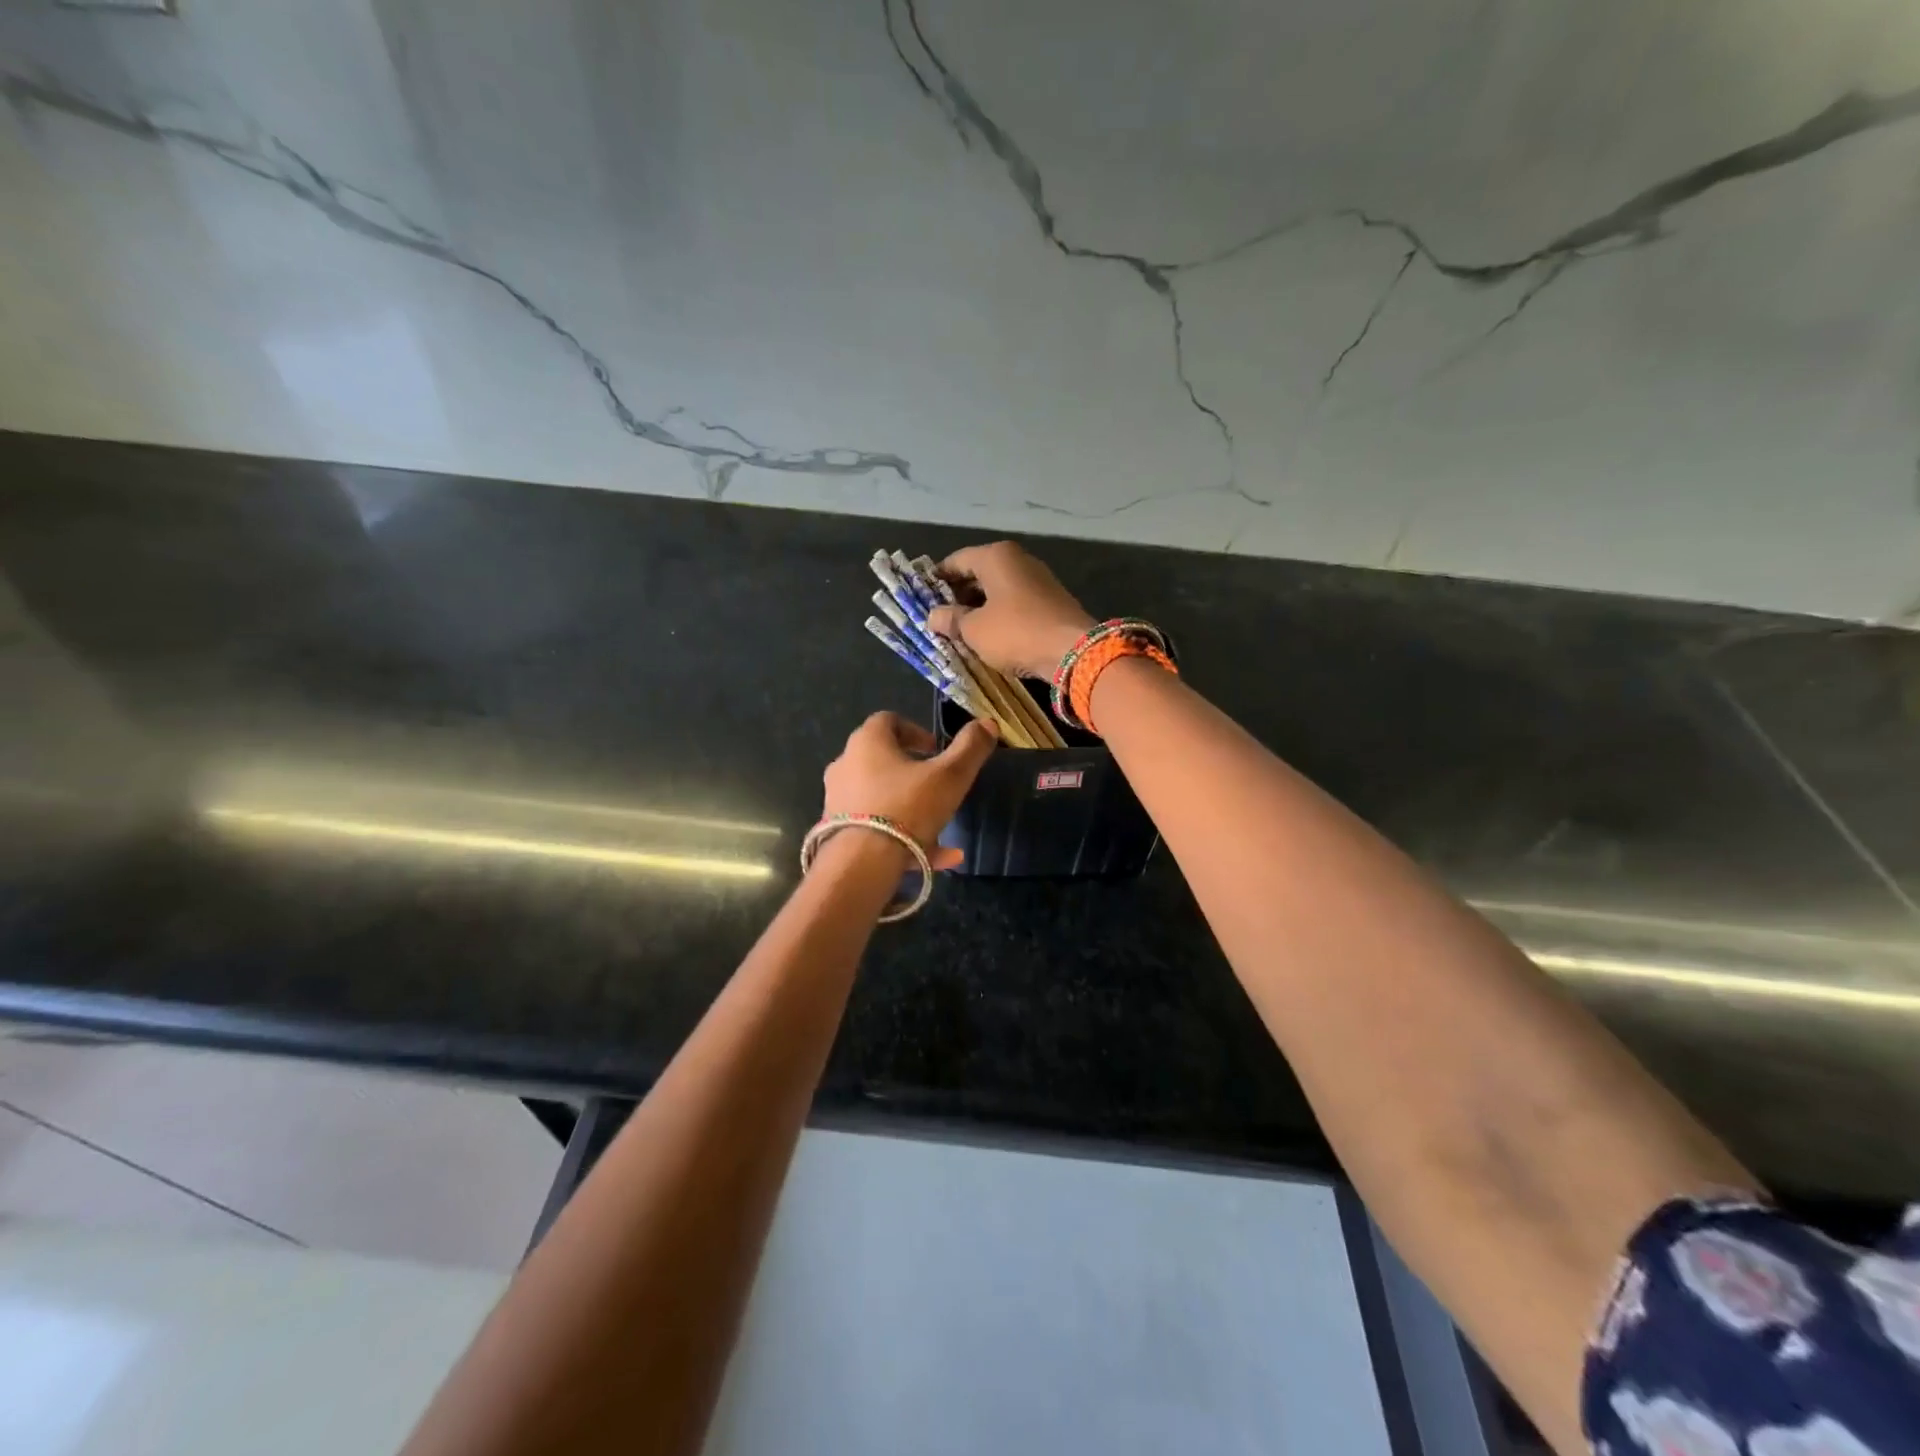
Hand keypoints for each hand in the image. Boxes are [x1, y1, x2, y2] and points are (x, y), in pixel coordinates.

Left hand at [821, 711, 999, 868]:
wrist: (861, 863)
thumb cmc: (908, 807)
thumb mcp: (950, 776)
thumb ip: (970, 748)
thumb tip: (988, 723)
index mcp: (867, 742)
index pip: (888, 721)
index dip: (915, 731)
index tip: (936, 749)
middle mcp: (845, 765)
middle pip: (881, 758)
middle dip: (911, 770)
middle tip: (936, 783)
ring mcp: (837, 800)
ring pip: (880, 797)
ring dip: (909, 805)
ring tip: (940, 825)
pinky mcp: (837, 832)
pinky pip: (875, 827)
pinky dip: (903, 836)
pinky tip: (938, 857)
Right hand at [926, 542, 1094, 679]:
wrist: (1074, 651)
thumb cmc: (1016, 632)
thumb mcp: (974, 630)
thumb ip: (950, 620)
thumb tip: (933, 616)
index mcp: (996, 556)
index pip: (956, 561)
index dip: (937, 579)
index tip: (923, 598)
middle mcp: (1018, 560)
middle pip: (978, 573)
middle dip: (958, 595)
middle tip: (941, 618)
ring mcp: (1038, 579)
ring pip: (998, 589)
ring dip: (979, 607)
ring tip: (962, 630)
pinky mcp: (1051, 600)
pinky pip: (1015, 602)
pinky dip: (1000, 614)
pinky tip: (990, 635)